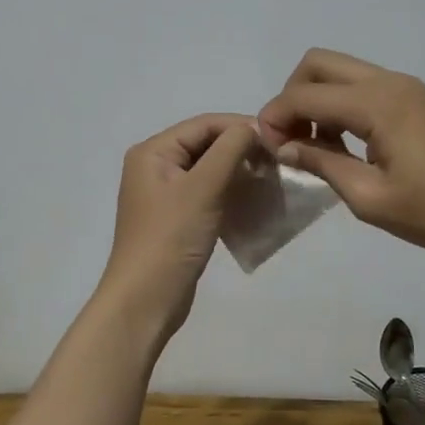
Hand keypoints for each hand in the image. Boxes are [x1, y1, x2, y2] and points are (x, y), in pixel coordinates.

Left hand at [99, 113, 258, 346]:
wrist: (146, 299)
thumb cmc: (171, 237)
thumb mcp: (202, 188)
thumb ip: (229, 150)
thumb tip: (253, 128)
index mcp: (153, 152)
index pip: (204, 124)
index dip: (241, 127)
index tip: (278, 140)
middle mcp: (155, 166)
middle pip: (206, 144)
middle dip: (241, 149)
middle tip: (277, 162)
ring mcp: (165, 193)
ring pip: (209, 169)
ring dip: (239, 171)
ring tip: (270, 179)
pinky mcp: (176, 217)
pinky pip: (208, 193)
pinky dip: (230, 192)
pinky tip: (254, 200)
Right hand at [257, 49, 424, 263]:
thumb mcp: (370, 198)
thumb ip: (322, 163)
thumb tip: (284, 145)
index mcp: (378, 103)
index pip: (306, 95)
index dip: (276, 116)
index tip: (266, 147)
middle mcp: (392, 82)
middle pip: (321, 64)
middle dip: (294, 95)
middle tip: (292, 139)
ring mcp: (412, 87)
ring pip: (346, 72)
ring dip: (321, 99)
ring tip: (323, 148)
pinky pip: (371, 87)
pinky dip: (348, 105)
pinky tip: (356, 146)